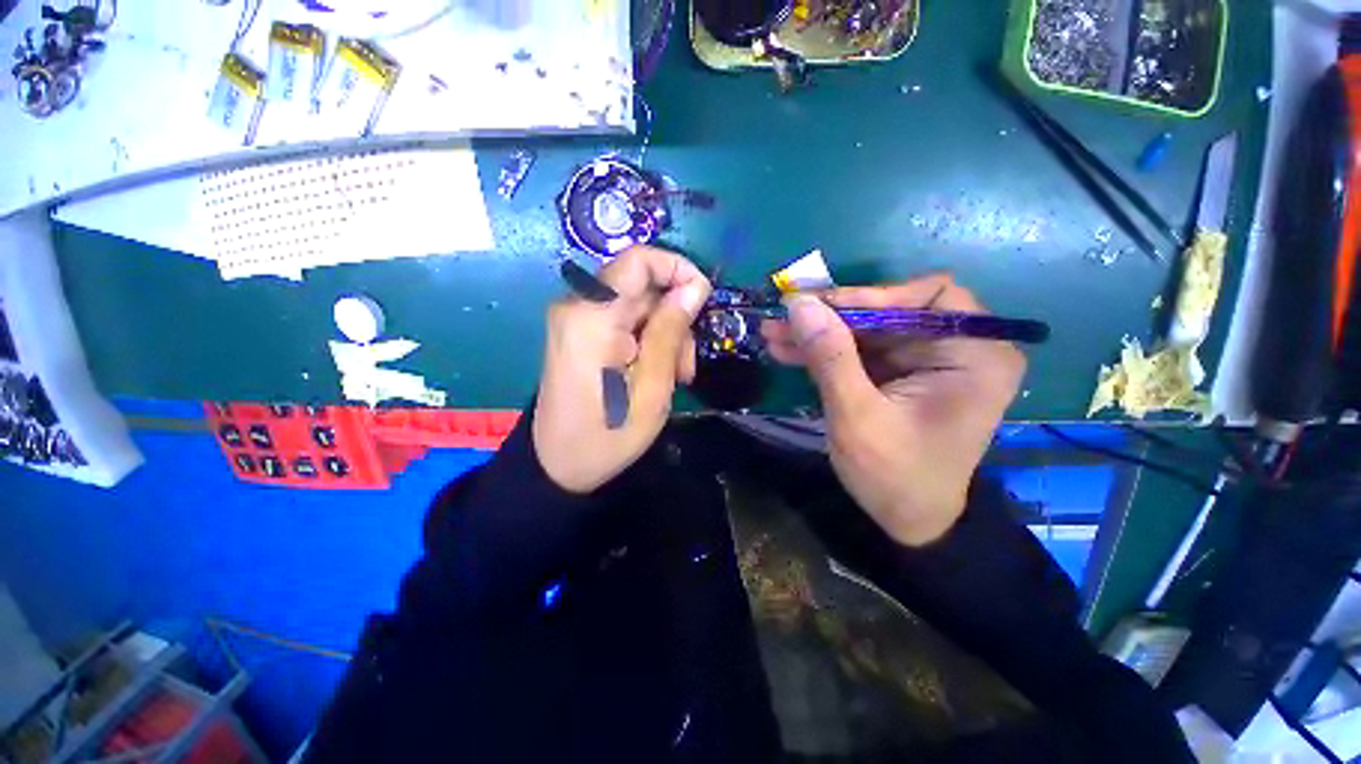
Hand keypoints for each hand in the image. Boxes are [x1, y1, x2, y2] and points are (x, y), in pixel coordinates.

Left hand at [534, 246, 711, 493]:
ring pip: (637, 306)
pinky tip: (654, 372)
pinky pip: (623, 320)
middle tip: (687, 365)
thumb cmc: (609, 434)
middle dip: (674, 318)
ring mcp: (575, 319)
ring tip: (674, 376)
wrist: (557, 464)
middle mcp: (577, 305)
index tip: (703, 302)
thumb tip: (695, 287)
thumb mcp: (653, 387)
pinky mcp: (578, 332)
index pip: (639, 260)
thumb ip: (671, 331)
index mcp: (593, 316)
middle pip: (642, 287)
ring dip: (664, 334)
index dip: (678, 269)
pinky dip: (646, 340)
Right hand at [760, 275, 1025, 545]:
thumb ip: (831, 356)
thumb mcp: (858, 416)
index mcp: (975, 355)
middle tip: (783, 318)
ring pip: (867, 330)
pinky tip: (788, 350)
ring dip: (819, 333)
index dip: (874, 294)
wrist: (905, 521)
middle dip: (832, 317)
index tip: (823, 309)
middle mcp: (957, 349)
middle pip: (890, 311)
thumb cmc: (895, 475)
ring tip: (774, 334)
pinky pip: (860, 351)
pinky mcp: (899, 374)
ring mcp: (924, 362)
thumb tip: (798, 303)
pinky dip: (824, 351)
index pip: (930, 296)